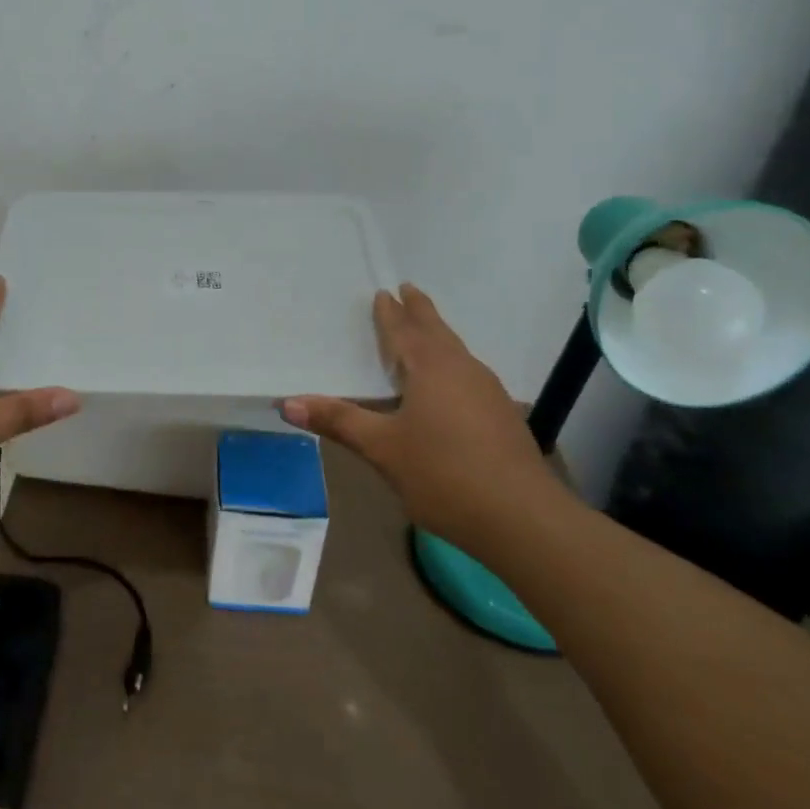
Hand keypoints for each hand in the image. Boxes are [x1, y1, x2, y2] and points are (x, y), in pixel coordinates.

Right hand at [281, 284, 563, 536]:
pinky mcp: (503, 416)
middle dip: (420, 312)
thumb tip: (286, 403)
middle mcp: (462, 370)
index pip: (404, 332)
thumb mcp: (383, 449)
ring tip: (426, 332)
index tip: (384, 292)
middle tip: (409, 290)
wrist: (523, 518)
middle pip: (437, 332)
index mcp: (431, 369)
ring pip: (457, 352)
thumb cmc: (444, 475)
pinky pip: (469, 374)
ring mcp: (488, 392)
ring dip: (438, 337)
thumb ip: (338, 422)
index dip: (391, 314)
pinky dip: (452, 364)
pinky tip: (452, 385)